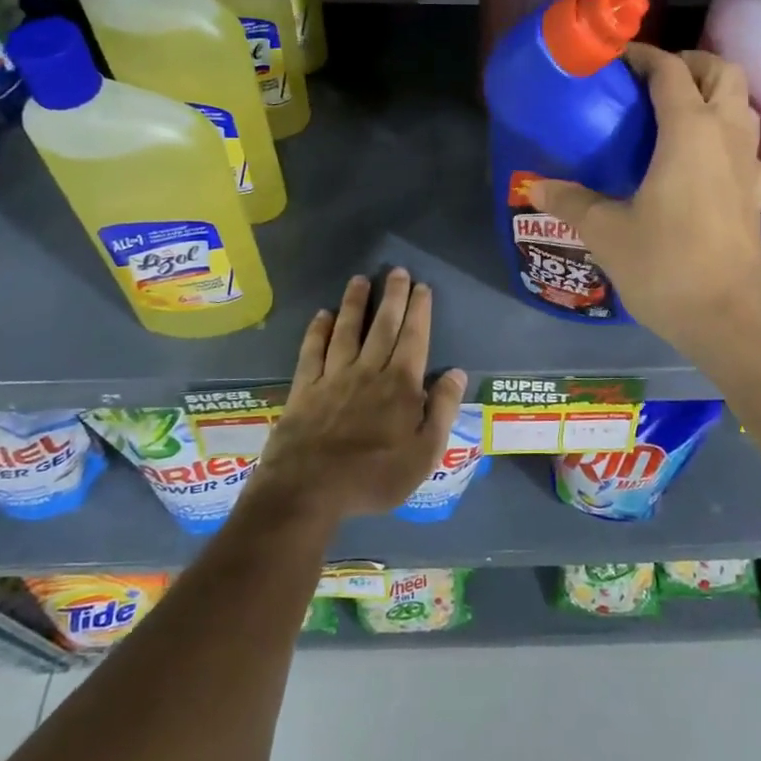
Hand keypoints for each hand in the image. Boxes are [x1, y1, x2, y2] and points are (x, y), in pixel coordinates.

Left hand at [250, 269, 467, 526]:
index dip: (419, 311)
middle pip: (383, 326)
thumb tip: (456, 373)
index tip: (422, 287)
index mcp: (400, 386)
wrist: (308, 490)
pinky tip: (322, 315)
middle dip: (392, 296)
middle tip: (397, 271)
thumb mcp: (424, 454)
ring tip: (360, 279)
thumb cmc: (374, 476)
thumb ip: (442, 411)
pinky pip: (312, 351)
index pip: (414, 338)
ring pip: (347, 330)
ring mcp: (333, 377)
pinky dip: (318, 330)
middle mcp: (368, 371)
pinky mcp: (304, 388)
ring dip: (355, 303)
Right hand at [528, 44, 760, 360]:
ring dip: (714, 95)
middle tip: (652, 81)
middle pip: (723, 72)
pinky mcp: (759, 195)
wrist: (728, 319)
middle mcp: (727, 136)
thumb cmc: (665, 266)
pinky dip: (730, 141)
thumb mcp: (606, 232)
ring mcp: (751, 165)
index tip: (616, 61)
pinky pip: (750, 150)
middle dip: (690, 63)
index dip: (643, 56)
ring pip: (744, 105)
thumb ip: (570, 201)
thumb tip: (534, 186)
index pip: (670, 70)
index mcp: (689, 131)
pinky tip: (706, 165)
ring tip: (675, 114)